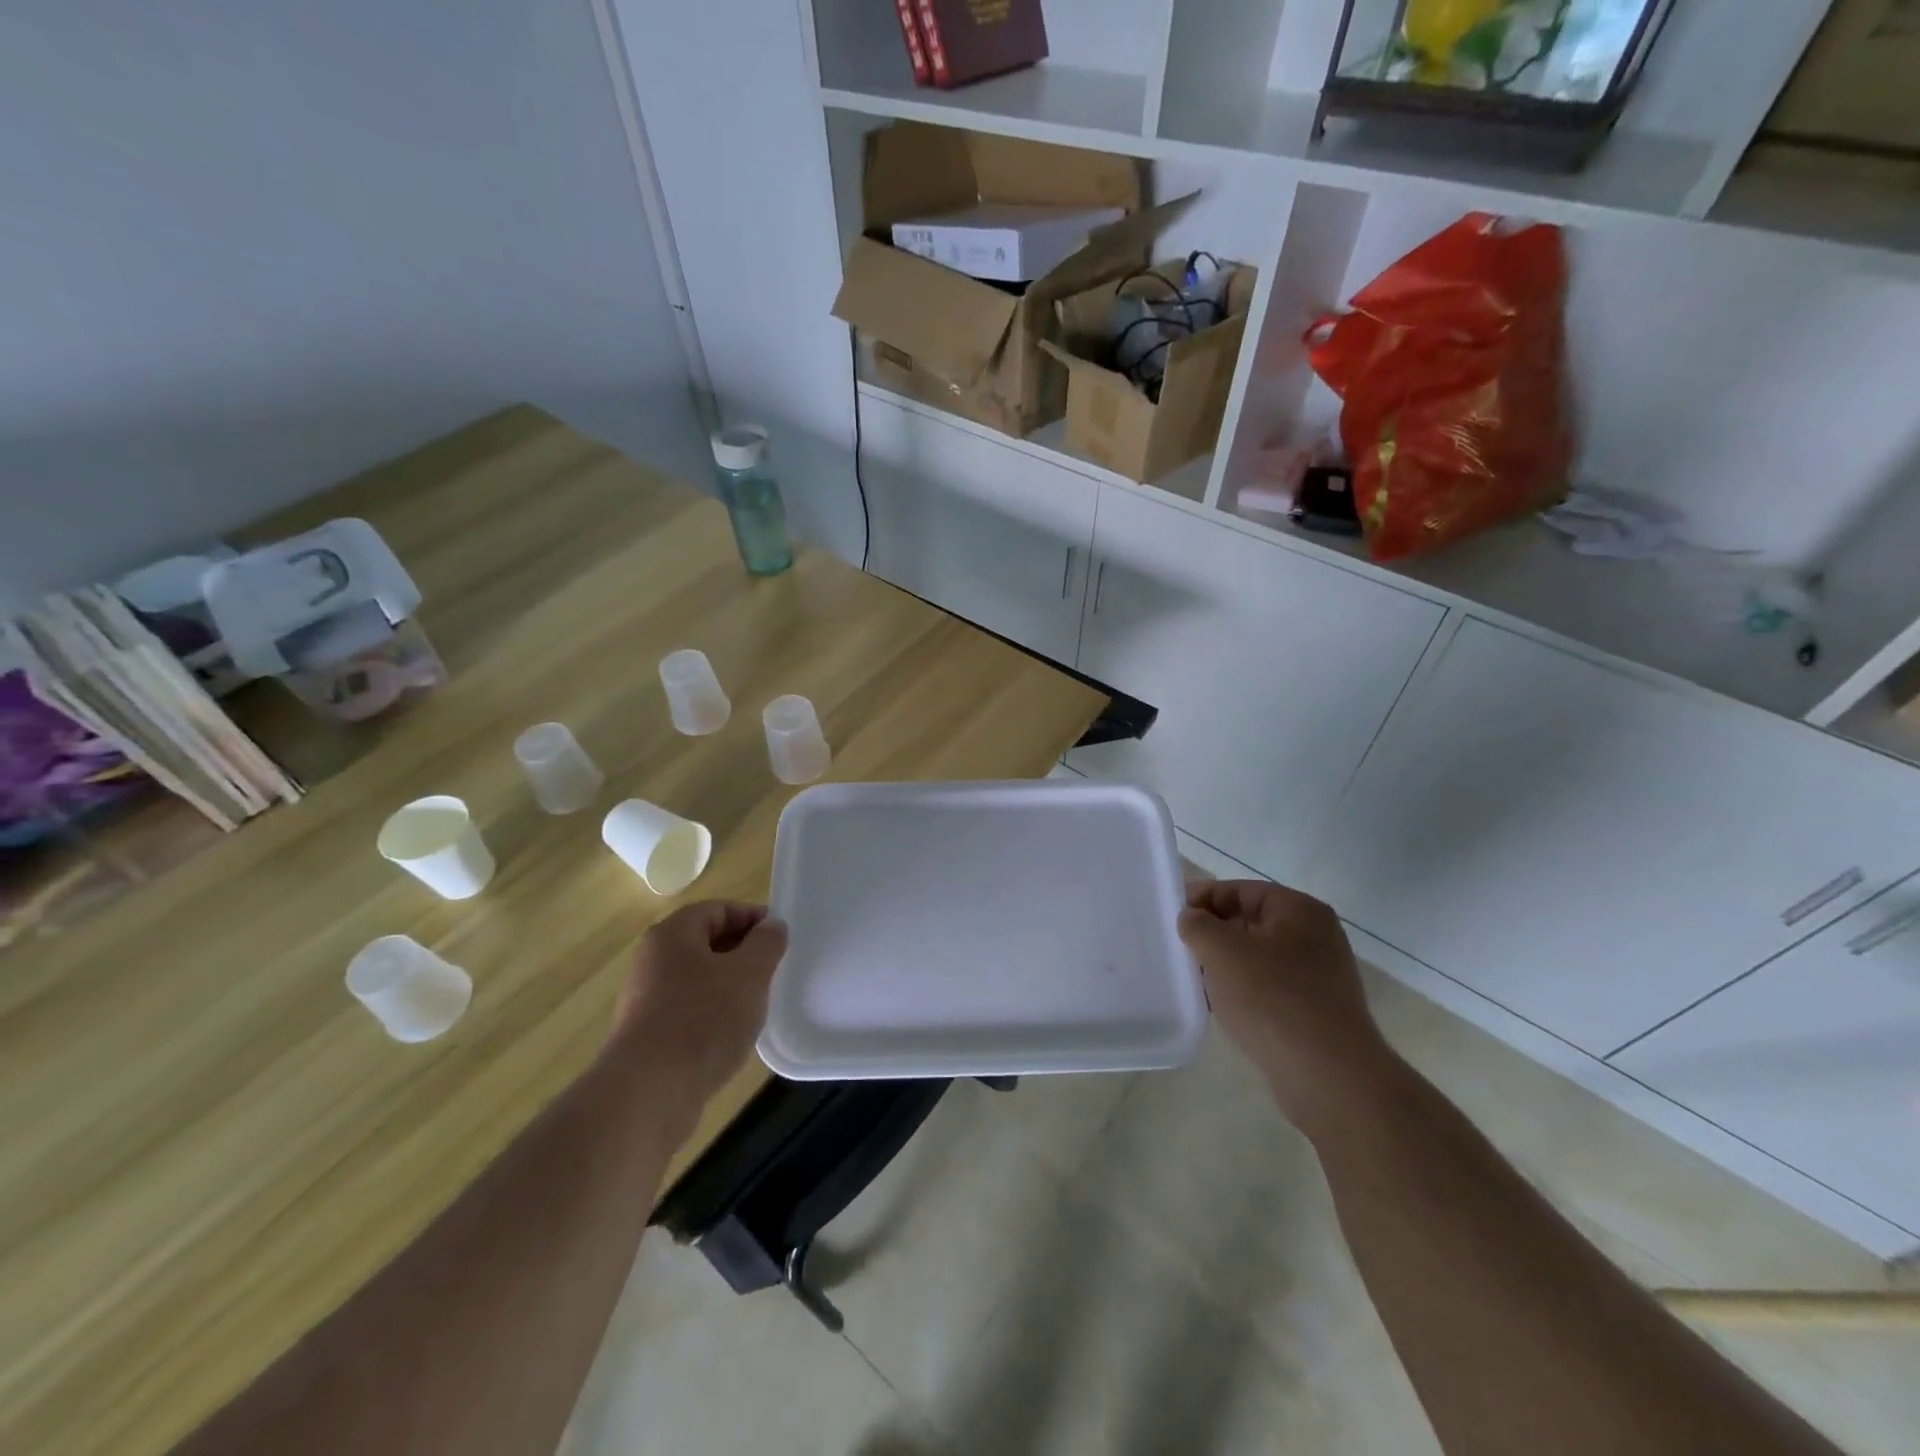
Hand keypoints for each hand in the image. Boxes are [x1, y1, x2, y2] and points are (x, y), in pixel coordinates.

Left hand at [611, 901, 787, 1105]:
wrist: (649, 1093)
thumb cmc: (704, 1020)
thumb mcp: (750, 973)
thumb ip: (766, 943)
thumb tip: (771, 926)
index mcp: (672, 935)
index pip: (717, 909)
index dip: (751, 917)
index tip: (779, 936)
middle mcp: (652, 960)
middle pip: (705, 942)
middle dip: (742, 951)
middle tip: (772, 968)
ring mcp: (645, 999)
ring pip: (697, 978)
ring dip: (728, 984)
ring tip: (757, 1002)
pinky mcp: (647, 1035)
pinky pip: (687, 1009)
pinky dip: (712, 1012)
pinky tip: (731, 1033)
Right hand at [1178, 880, 1397, 1132]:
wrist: (1330, 1078)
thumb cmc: (1273, 1000)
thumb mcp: (1223, 951)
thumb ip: (1198, 925)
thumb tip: (1192, 918)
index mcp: (1300, 911)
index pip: (1241, 890)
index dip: (1204, 898)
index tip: (1173, 917)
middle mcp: (1316, 937)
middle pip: (1251, 922)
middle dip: (1214, 933)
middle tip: (1180, 948)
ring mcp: (1319, 977)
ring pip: (1258, 958)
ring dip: (1226, 965)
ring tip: (1195, 979)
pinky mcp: (1315, 1012)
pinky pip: (1269, 989)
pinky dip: (1243, 991)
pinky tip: (1221, 1008)